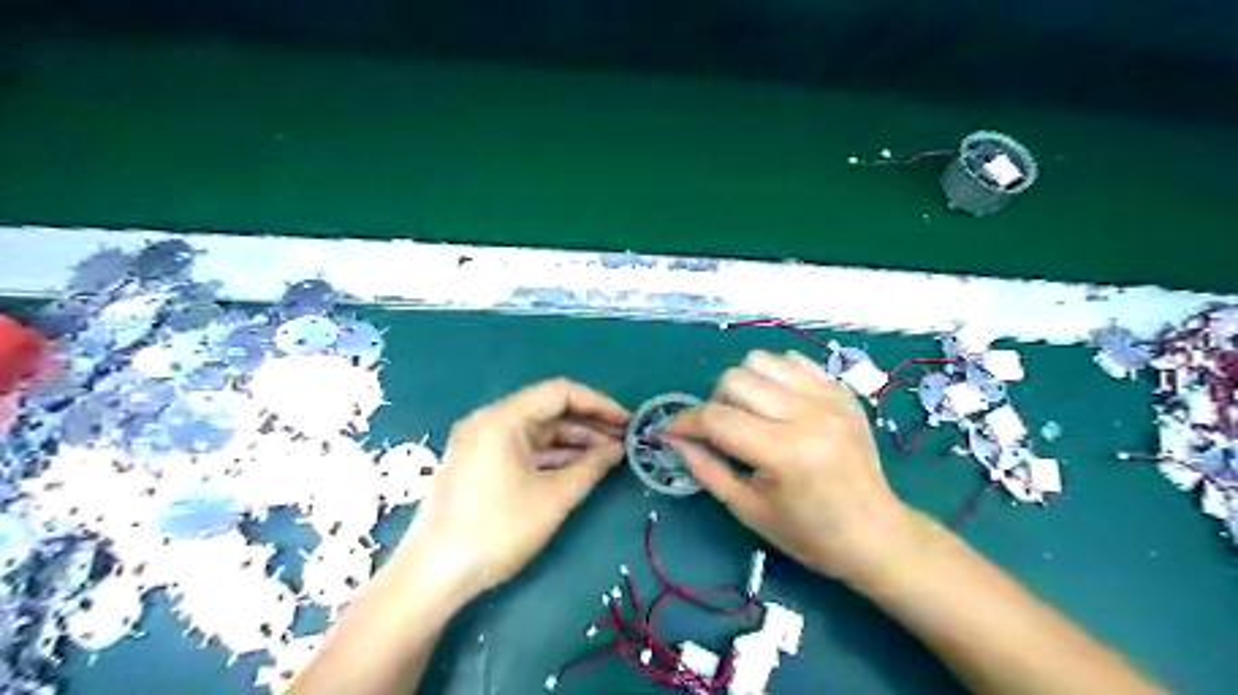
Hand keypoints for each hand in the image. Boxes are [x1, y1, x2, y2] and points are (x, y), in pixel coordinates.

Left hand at [396, 378, 629, 599]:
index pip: (560, 393)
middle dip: (588, 424)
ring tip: (609, 455)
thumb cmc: (497, 530)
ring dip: (573, 441)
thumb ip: (591, 468)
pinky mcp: (480, 462)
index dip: (599, 404)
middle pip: (548, 409)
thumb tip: (617, 450)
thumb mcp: (553, 499)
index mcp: (502, 418)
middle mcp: (489, 420)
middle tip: (623, 440)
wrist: (433, 576)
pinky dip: (552, 455)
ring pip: (537, 430)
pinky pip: (523, 448)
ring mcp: (482, 441)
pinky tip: (579, 467)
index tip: (627, 421)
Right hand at [668, 349, 918, 582]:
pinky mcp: (841, 391)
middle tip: (720, 432)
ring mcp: (829, 397)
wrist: (875, 533)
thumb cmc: (808, 533)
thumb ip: (706, 469)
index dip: (685, 422)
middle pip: (735, 379)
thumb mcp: (748, 509)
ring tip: (750, 414)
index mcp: (785, 452)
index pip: (717, 418)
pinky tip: (778, 405)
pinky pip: (792, 361)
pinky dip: (773, 377)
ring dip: (743, 385)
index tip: (670, 431)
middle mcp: (808, 414)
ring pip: (761, 361)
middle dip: (714, 403)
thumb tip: (673, 439)